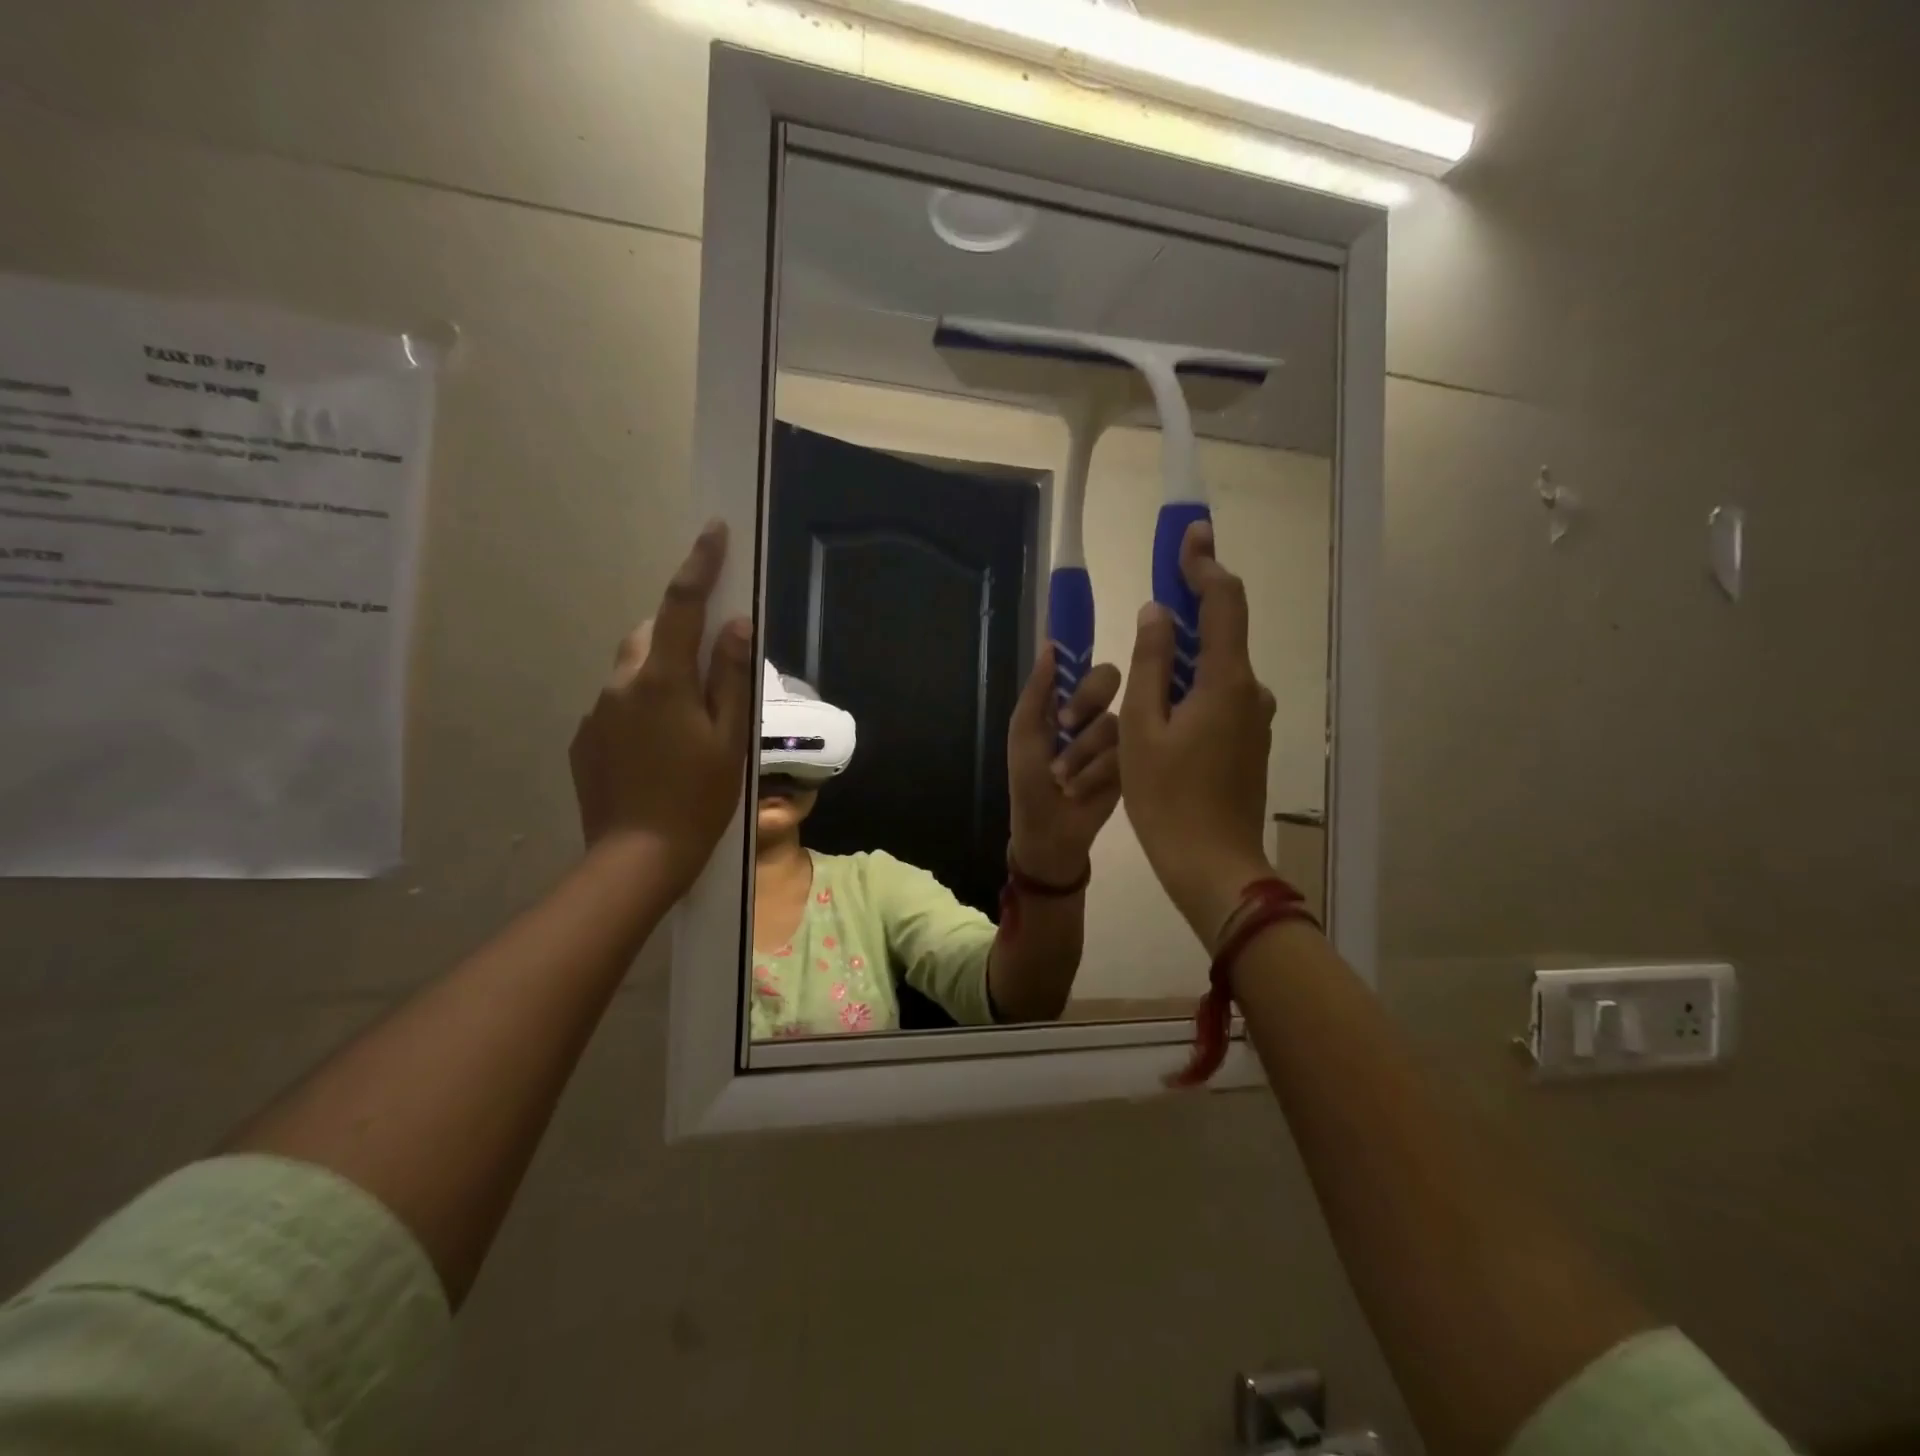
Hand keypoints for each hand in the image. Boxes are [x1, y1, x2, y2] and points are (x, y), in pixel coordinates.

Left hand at [568, 521, 753, 897]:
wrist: (636, 857)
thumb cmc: (698, 798)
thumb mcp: (729, 739)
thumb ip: (731, 677)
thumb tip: (736, 623)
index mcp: (663, 680)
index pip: (683, 606)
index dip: (699, 564)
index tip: (712, 529)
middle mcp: (621, 684)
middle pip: (651, 635)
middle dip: (678, 634)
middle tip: (708, 672)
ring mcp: (597, 711)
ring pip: (632, 670)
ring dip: (659, 676)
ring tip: (685, 723)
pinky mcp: (584, 738)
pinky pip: (616, 704)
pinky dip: (639, 708)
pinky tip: (656, 751)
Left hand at [1005, 646, 1122, 884]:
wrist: (1048, 829)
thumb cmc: (1028, 779)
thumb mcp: (1024, 732)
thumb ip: (1038, 689)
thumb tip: (1051, 644)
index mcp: (1068, 701)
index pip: (1085, 666)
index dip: (1085, 663)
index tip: (1076, 674)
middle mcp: (1096, 713)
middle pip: (1109, 679)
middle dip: (1086, 699)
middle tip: (1064, 723)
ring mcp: (1118, 739)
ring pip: (1111, 722)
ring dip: (1080, 751)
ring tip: (1060, 778)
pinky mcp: (1131, 765)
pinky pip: (1121, 753)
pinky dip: (1093, 773)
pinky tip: (1077, 790)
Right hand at [1120, 521, 1276, 944]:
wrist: (1212, 864)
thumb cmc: (1167, 797)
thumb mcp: (1143, 728)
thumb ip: (1151, 664)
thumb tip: (1157, 613)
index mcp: (1227, 680)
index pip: (1223, 602)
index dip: (1205, 563)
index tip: (1191, 532)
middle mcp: (1252, 691)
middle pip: (1221, 633)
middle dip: (1188, 609)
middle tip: (1156, 594)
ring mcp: (1256, 719)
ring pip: (1217, 670)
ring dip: (1185, 657)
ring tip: (1145, 667)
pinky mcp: (1250, 743)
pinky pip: (1220, 698)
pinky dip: (1193, 688)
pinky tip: (1162, 710)